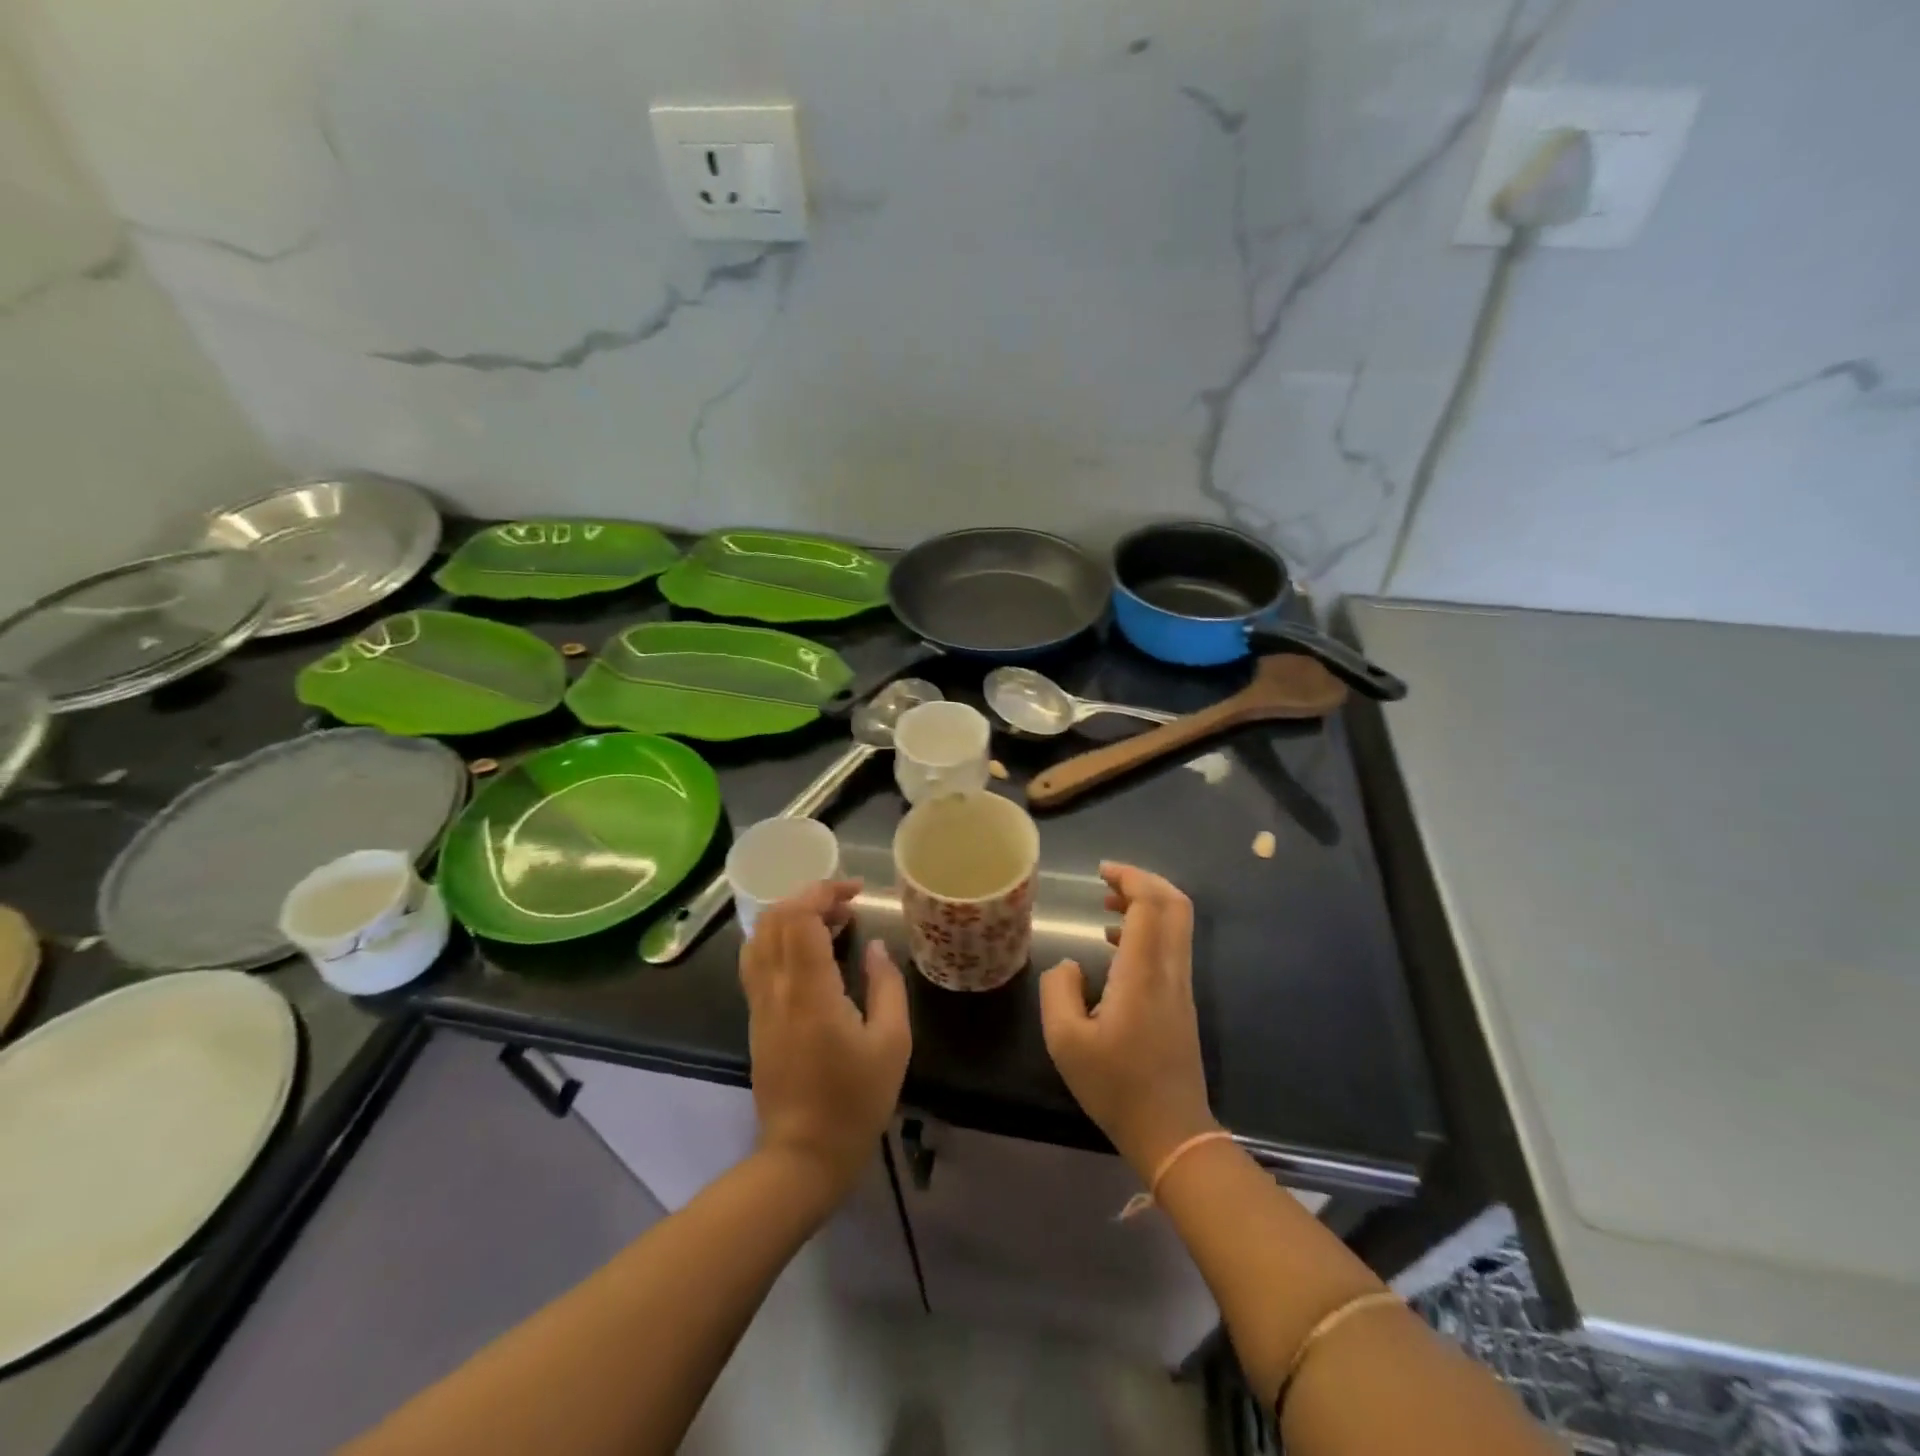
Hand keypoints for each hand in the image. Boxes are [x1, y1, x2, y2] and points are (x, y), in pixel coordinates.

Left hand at [740, 880, 910, 1197]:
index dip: (824, 893)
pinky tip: (807, 948)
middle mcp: (776, 990)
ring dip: (790, 915)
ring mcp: (760, 1005)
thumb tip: (875, 947)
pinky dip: (778, 937)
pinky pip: (756, 960)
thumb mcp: (892, 1044)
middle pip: (775, 919)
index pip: (800, 919)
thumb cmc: (856, 1101)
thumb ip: (886, 986)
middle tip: (847, 905)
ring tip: (828, 920)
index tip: (856, 892)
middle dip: (808, 897)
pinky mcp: (756, 1018)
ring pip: (758, 937)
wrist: (803, 1155)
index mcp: (810, 993)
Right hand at [1039, 863, 1217, 1176]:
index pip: (1150, 905)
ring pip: (1177, 925)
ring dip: (1147, 905)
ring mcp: (1181, 986)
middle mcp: (1170, 970)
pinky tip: (1114, 946)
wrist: (1172, 1132)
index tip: (1101, 872)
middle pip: (1175, 905)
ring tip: (1107, 907)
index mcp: (1143, 973)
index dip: (1130, 878)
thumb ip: (1058, 990)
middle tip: (1108, 880)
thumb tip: (1069, 964)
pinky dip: (1148, 929)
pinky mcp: (1181, 1002)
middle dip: (1144, 882)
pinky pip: (1171, 946)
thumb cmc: (1116, 1086)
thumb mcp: (1065, 1041)